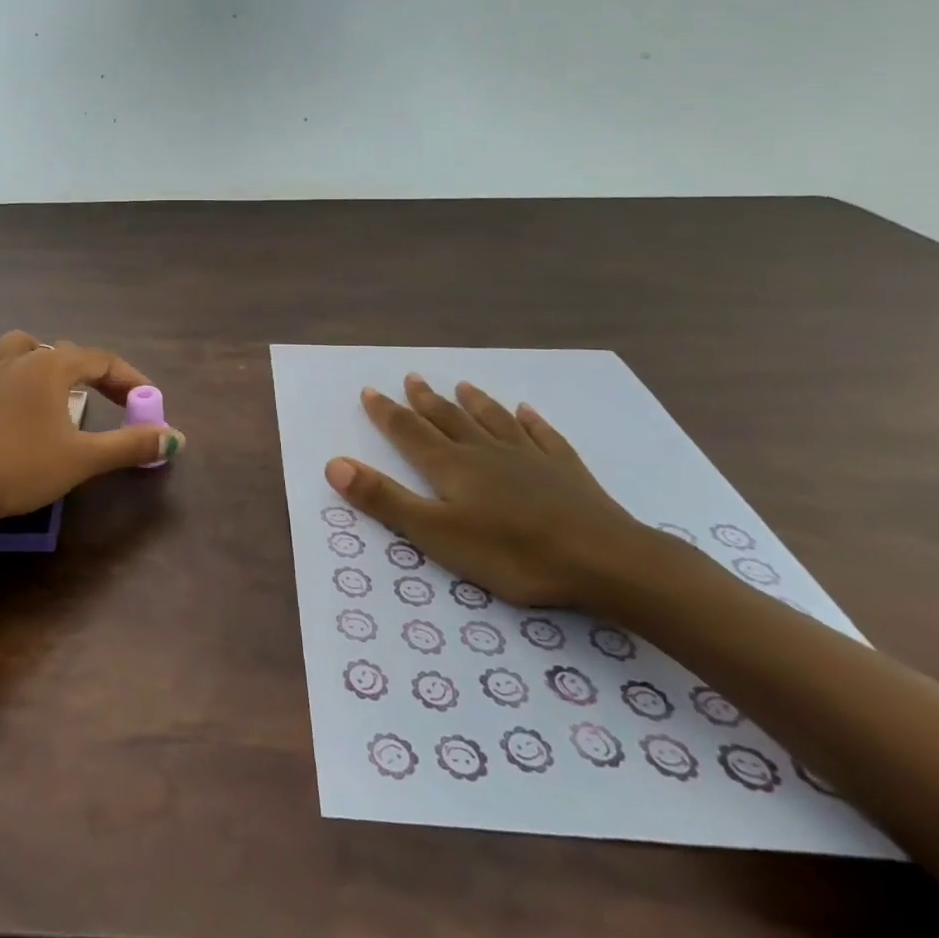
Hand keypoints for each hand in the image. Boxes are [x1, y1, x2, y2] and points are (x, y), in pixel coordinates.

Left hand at [0, 330, 183, 531]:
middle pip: (64, 353)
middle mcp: (18, 359)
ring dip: (37, 358)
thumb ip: (130, 445)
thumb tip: (175, 437)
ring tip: (50, 381)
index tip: (148, 404)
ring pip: (15, 346)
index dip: (130, 380)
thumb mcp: (83, 460)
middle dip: (94, 374)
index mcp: (52, 367)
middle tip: (113, 404)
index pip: (102, 361)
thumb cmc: (21, 468)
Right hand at [325, 374, 655, 608]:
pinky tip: (527, 411)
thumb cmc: (512, 553)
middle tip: (411, 377)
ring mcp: (529, 458)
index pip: (409, 432)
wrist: (604, 560)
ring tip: (462, 384)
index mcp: (451, 467)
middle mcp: (485, 452)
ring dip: (474, 402)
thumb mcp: (436, 534)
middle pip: (449, 419)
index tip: (369, 390)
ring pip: (493, 420)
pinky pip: (543, 436)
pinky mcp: (566, 471)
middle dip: (426, 400)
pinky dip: (531, 421)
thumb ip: (385, 499)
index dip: (386, 412)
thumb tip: (334, 463)